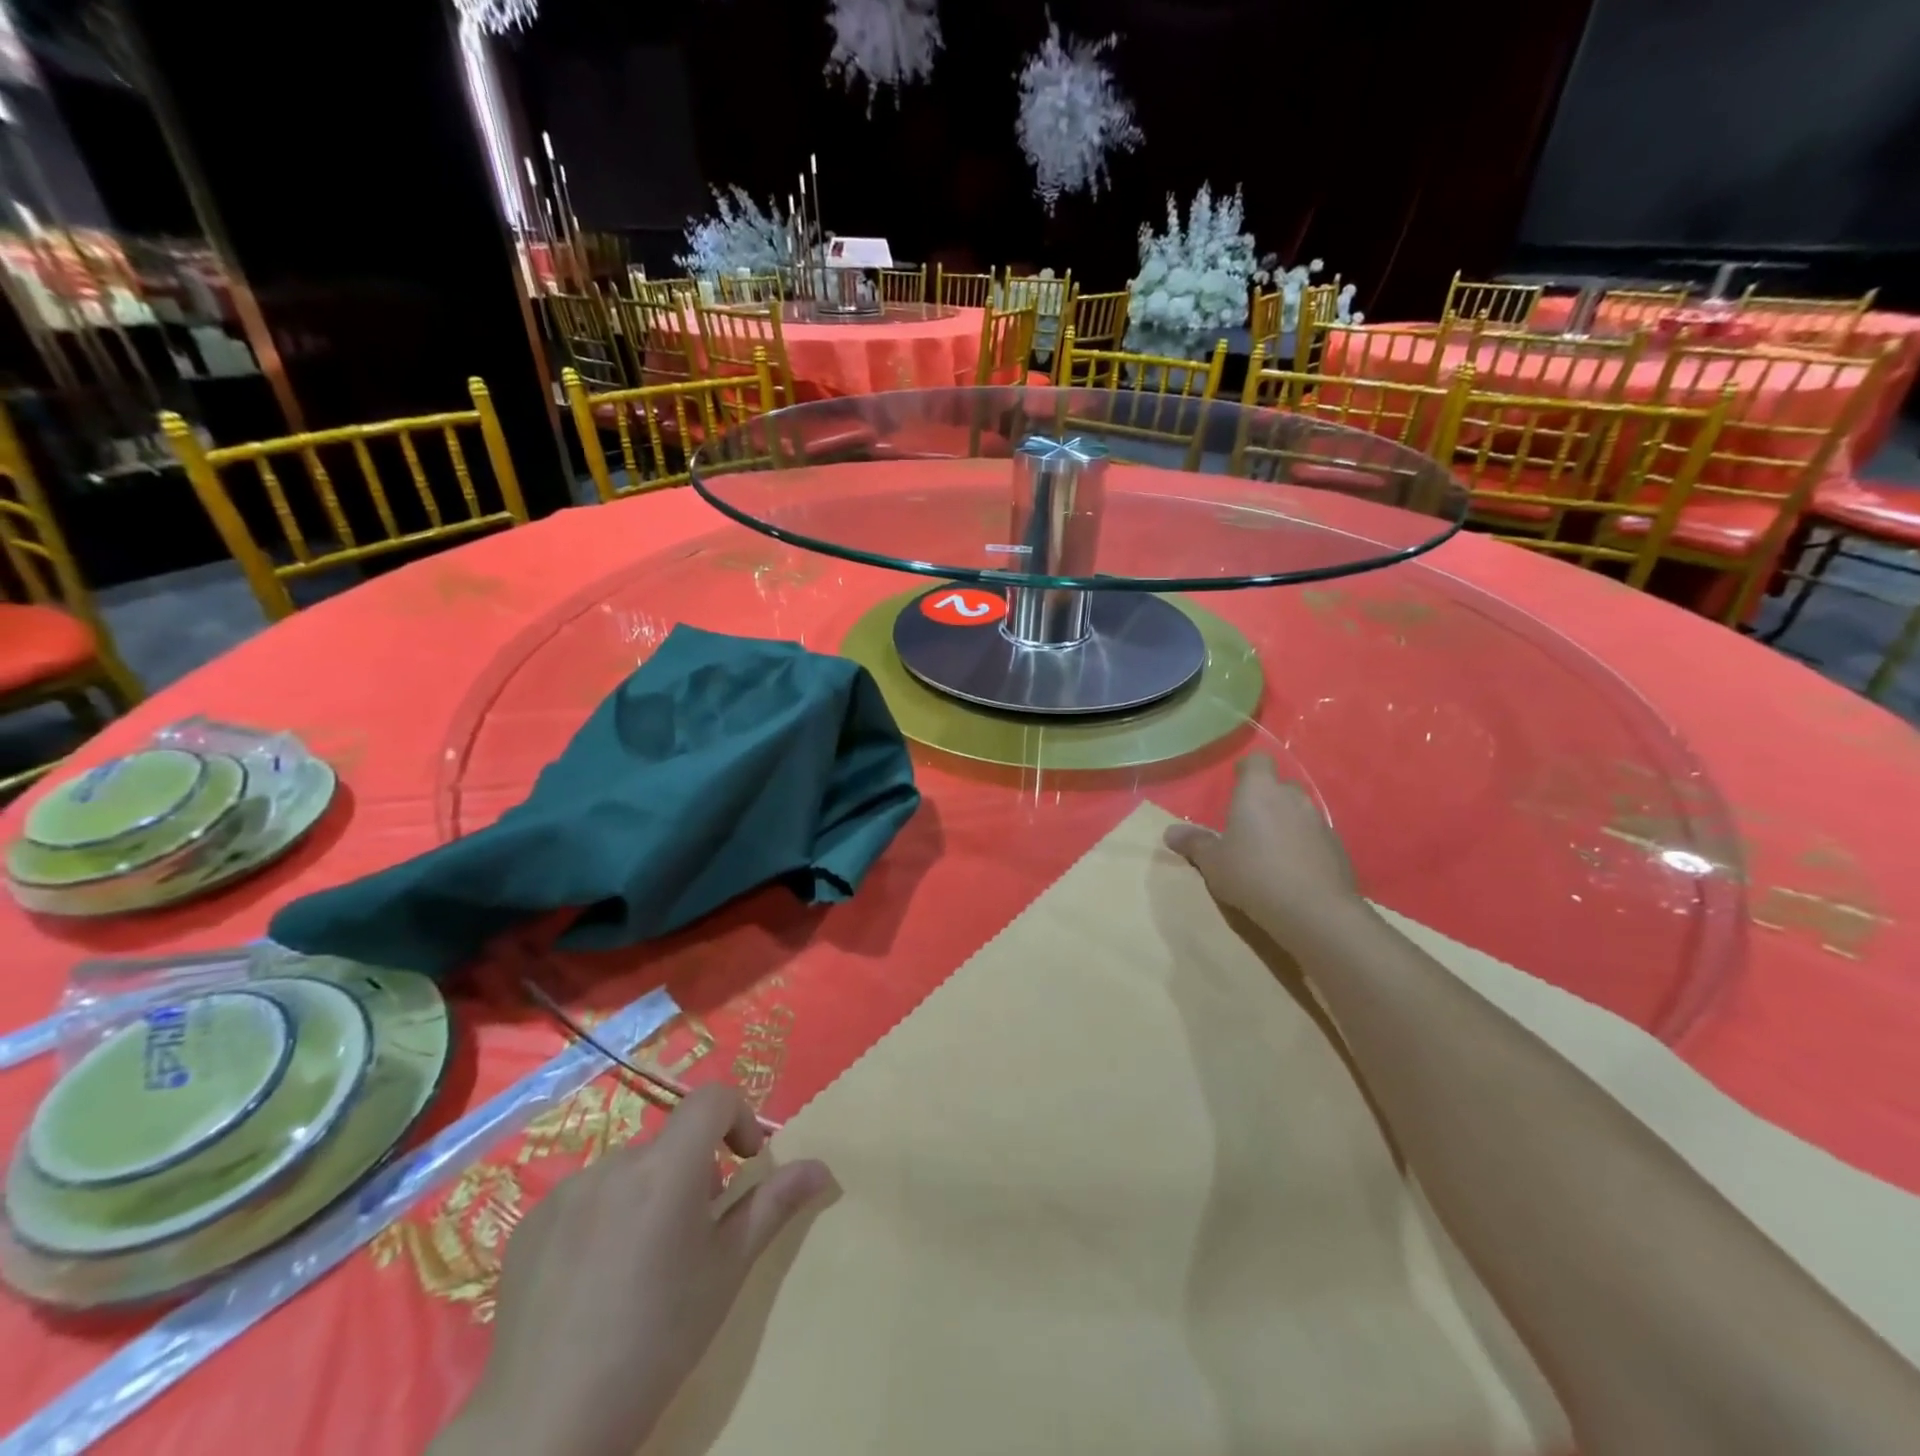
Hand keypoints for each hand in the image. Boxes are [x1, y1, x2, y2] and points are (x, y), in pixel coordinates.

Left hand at [435, 1085, 831, 1455]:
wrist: (546, 1427)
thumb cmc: (657, 1341)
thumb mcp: (727, 1271)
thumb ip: (773, 1205)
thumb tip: (821, 1167)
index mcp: (667, 1168)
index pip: (712, 1098)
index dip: (737, 1117)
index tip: (743, 1164)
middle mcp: (614, 1163)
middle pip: (670, 1144)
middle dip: (692, 1173)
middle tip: (692, 1239)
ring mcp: (565, 1192)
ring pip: (627, 1173)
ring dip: (647, 1196)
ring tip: (640, 1267)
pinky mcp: (529, 1224)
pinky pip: (583, 1199)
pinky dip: (602, 1219)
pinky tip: (594, 1283)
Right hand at [1164, 755, 1362, 947]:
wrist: (1314, 910)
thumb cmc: (1253, 874)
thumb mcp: (1213, 862)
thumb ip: (1194, 843)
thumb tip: (1170, 832)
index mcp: (1259, 791)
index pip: (1257, 761)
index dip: (1247, 770)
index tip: (1236, 785)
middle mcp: (1292, 797)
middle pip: (1279, 786)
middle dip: (1266, 799)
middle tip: (1248, 824)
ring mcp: (1319, 822)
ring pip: (1299, 812)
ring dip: (1286, 824)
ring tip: (1270, 851)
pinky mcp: (1338, 847)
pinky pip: (1315, 837)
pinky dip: (1304, 846)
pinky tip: (1293, 872)